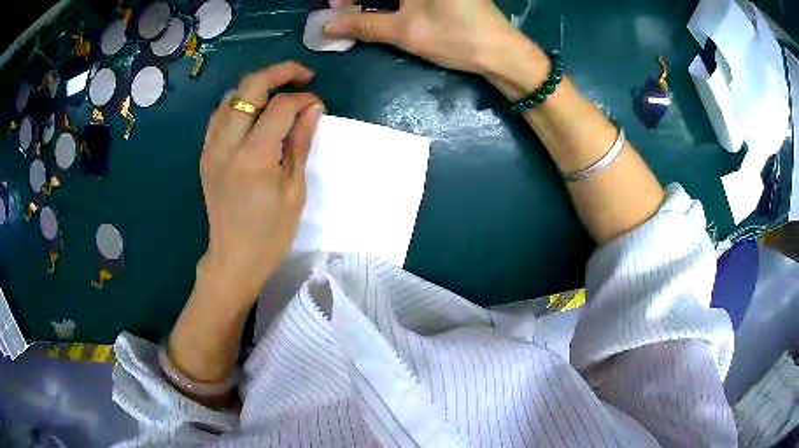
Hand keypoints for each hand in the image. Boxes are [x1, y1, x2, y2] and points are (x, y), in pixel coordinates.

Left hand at [200, 62, 323, 302]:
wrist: (233, 259)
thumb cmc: (270, 233)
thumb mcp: (294, 191)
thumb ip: (300, 143)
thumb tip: (312, 108)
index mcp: (253, 156)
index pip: (280, 107)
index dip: (303, 98)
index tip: (317, 105)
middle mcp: (227, 144)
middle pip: (249, 87)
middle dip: (279, 73)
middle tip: (302, 76)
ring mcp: (211, 147)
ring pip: (231, 96)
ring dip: (256, 87)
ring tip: (278, 93)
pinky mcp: (206, 154)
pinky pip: (219, 115)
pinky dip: (238, 104)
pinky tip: (253, 113)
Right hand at [324, 0, 522, 74]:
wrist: (502, 52)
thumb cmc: (455, 37)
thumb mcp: (404, 32)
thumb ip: (363, 25)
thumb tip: (328, 26)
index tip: (334, 8)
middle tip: (344, 12)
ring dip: (375, 0)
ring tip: (360, 15)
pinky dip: (393, 1)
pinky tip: (383, 11)